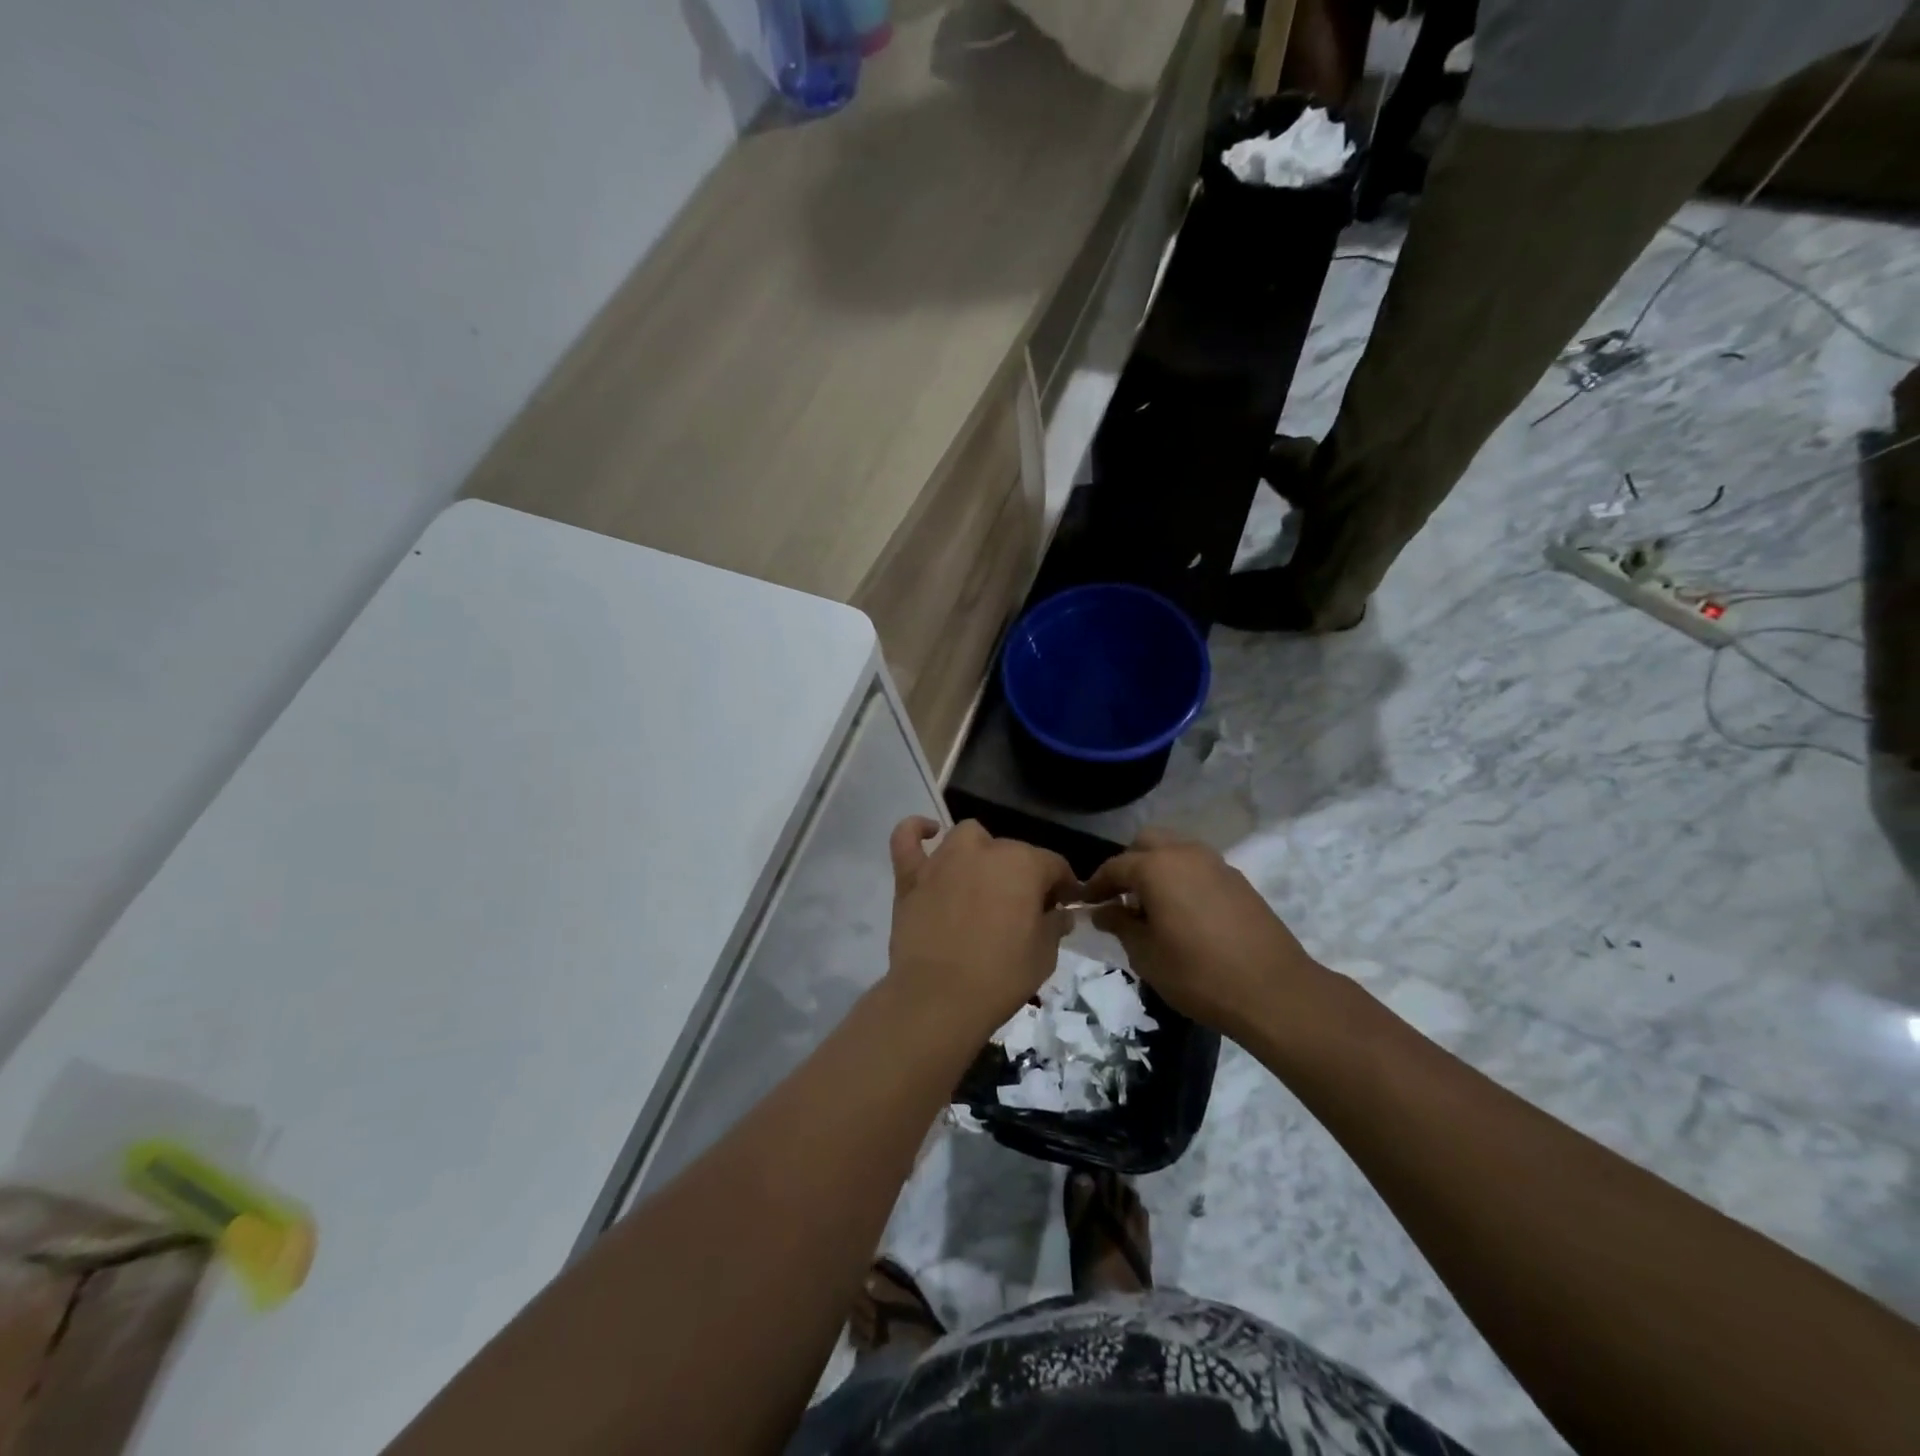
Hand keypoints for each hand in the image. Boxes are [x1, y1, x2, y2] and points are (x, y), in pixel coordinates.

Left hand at [887, 818, 1079, 1037]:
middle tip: (1023, 908)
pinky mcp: (911, 875)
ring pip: (968, 837)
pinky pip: (908, 839)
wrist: (939, 998)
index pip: (1054, 864)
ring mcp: (943, 859)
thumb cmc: (1001, 976)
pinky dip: (916, 831)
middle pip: (1012, 851)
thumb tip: (1059, 913)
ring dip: (980, 852)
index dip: (1063, 885)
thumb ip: (1054, 925)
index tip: (1064, 906)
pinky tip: (928, 834)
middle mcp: (984, 850)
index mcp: (1023, 864)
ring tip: (982, 879)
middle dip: (1022, 874)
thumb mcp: (1045, 955)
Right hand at [1083, 828, 1327, 1040]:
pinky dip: (1182, 879)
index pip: (1115, 866)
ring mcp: (1216, 864)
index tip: (1084, 903)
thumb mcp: (1146, 955)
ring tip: (1150, 907)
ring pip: (1175, 851)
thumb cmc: (1199, 974)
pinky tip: (1182, 914)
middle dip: (1128, 865)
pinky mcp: (1238, 881)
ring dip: (1157, 869)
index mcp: (1157, 867)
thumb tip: (1103, 911)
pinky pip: (1198, 867)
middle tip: (1119, 899)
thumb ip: (1120, 925)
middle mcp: (1186, 854)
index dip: (1095, 885)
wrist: (1274, 992)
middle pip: (1146, 843)